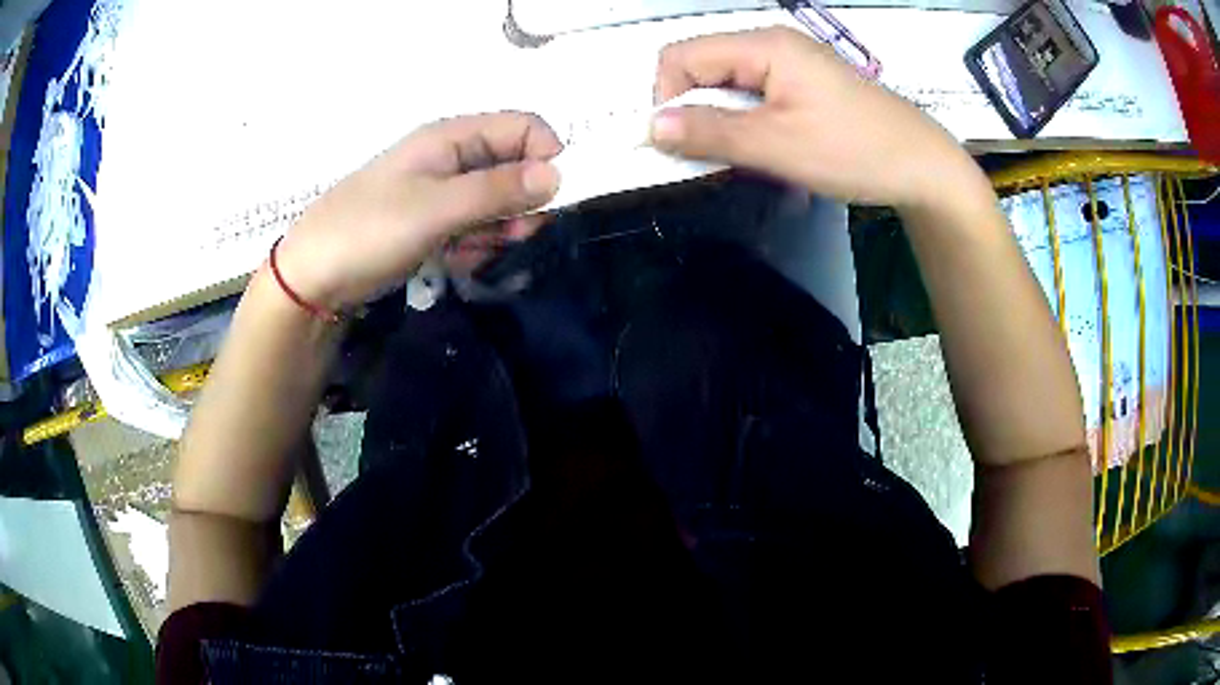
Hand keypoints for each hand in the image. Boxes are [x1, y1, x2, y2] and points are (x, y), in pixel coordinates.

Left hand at [275, 112, 561, 310]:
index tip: (551, 197)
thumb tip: (559, 174)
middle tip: (512, 235)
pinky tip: (456, 261)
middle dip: (522, 203)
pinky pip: (476, 228)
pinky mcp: (435, 223)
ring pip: (498, 203)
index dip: (546, 155)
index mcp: (452, 137)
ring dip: (497, 230)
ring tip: (471, 252)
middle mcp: (452, 158)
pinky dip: (475, 246)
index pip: (523, 128)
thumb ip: (496, 190)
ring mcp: (443, 192)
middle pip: (515, 167)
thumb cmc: (368, 230)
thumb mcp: (435, 208)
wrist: (315, 278)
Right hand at [649, 27, 985, 209]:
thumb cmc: (855, 151)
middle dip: (696, 111)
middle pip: (702, 67)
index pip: (681, 57)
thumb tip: (652, 127)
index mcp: (763, 46)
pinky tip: (768, 147)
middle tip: (719, 156)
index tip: (684, 142)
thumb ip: (711, 133)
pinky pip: (754, 95)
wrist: (923, 167)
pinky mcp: (803, 84)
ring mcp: (790, 64)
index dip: (669, 98)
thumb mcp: (778, 146)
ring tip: (750, 155)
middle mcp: (772, 45)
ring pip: (727, 84)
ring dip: (723, 121)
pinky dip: (747, 122)